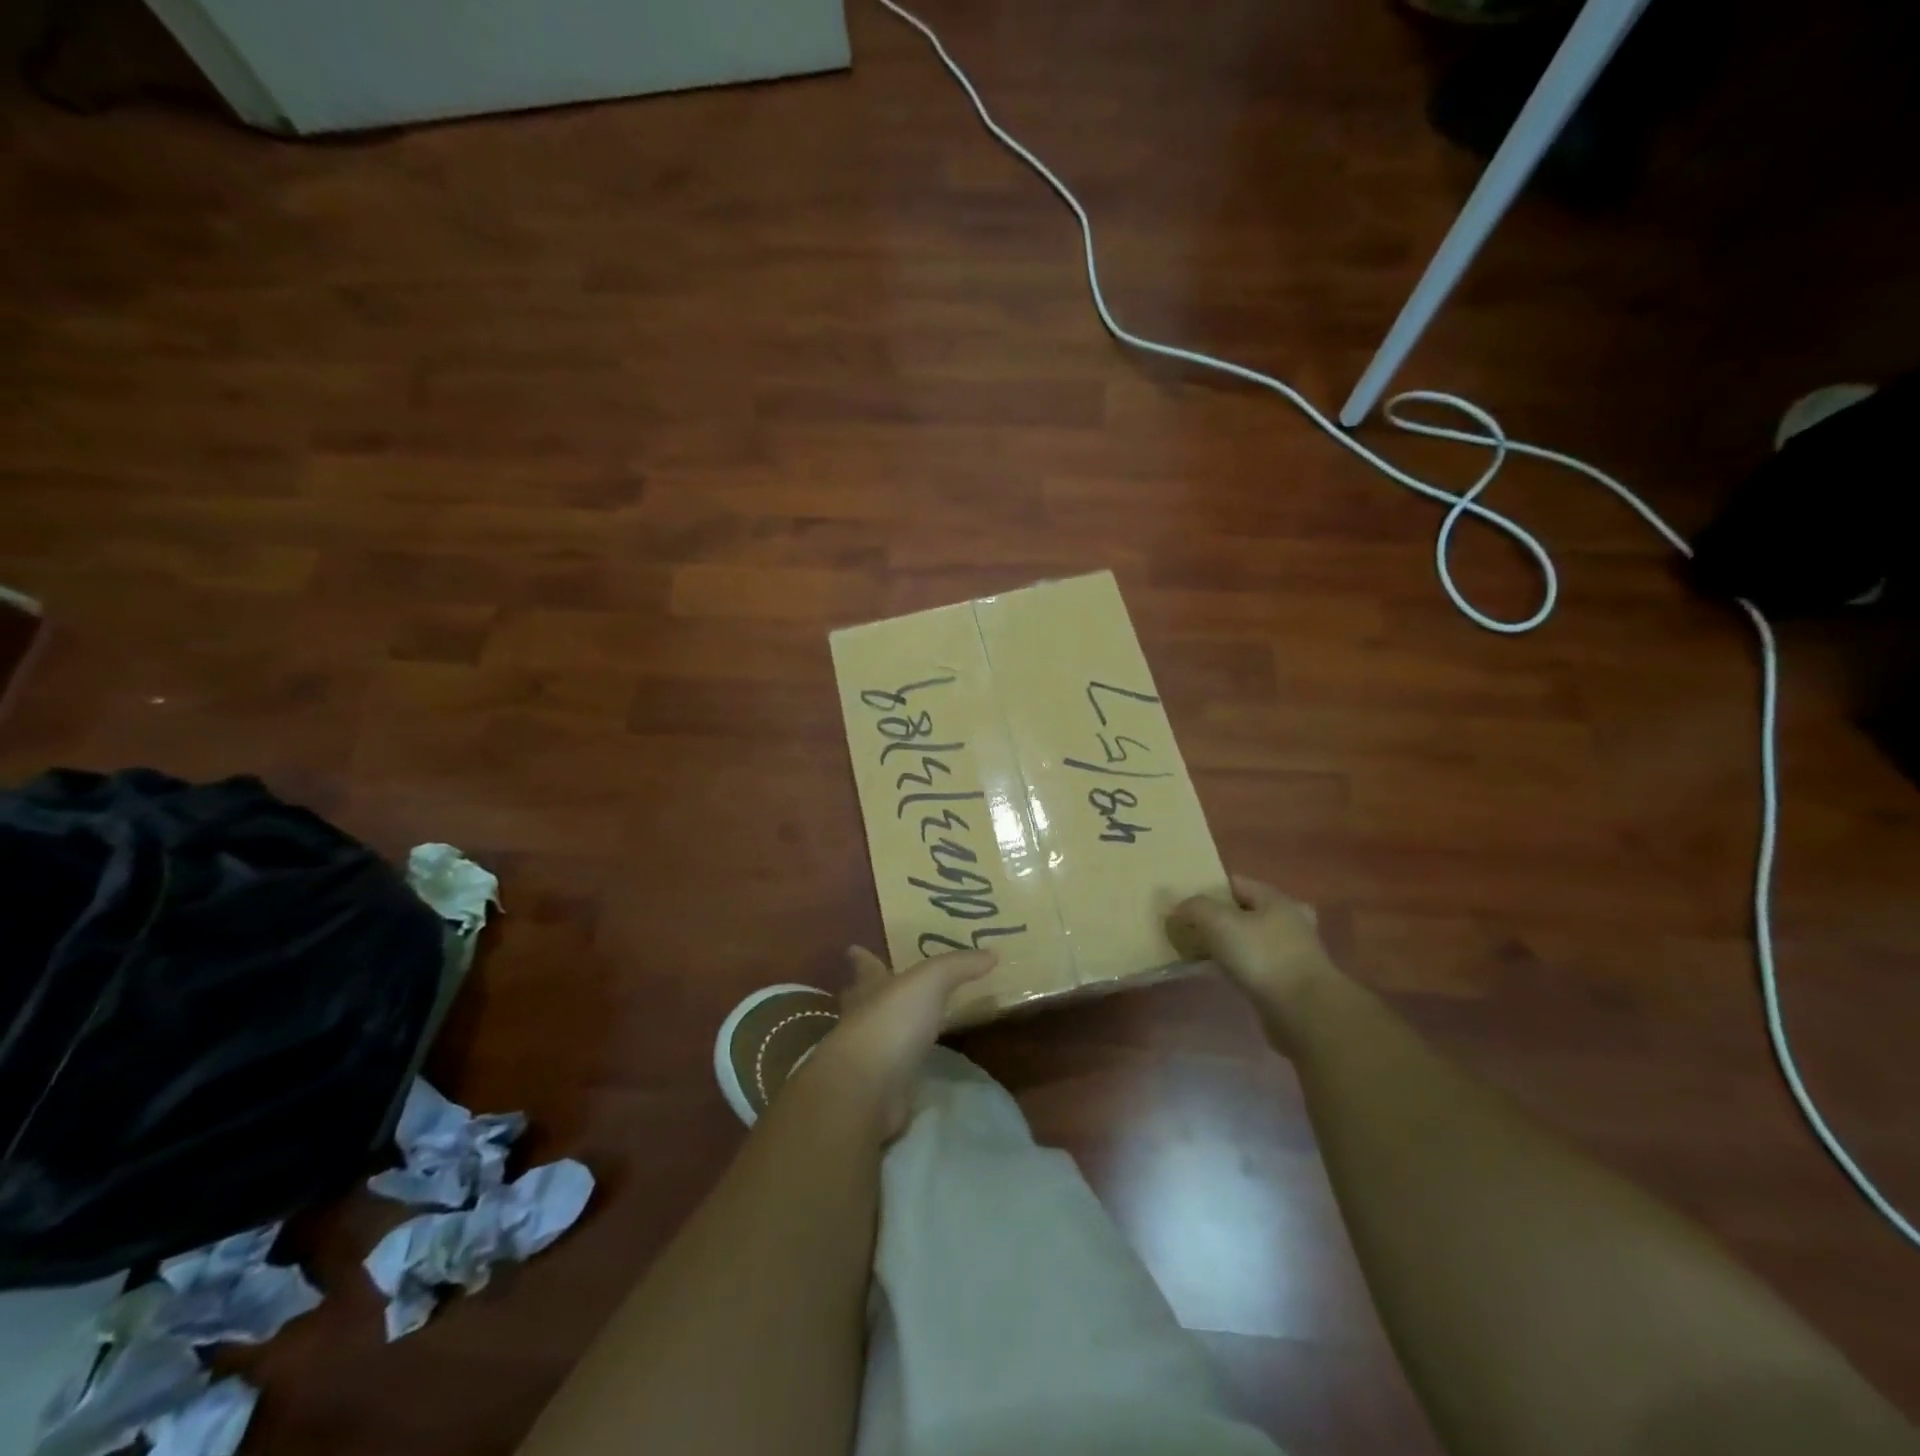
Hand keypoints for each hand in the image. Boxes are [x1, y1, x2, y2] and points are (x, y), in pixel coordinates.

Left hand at [805, 946, 994, 1140]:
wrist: (868, 1087)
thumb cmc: (893, 1021)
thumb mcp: (931, 981)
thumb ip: (958, 966)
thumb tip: (992, 953)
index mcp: (869, 989)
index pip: (865, 968)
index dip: (862, 959)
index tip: (853, 949)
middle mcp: (862, 1020)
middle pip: (860, 1002)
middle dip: (868, 994)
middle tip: (879, 988)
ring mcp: (867, 1058)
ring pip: (876, 1037)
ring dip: (887, 1031)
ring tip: (907, 1027)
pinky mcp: (878, 1090)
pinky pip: (892, 1072)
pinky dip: (901, 1067)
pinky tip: (915, 1067)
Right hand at [1173, 877, 1339, 1033]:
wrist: (1305, 1012)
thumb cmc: (1263, 957)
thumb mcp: (1219, 922)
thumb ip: (1195, 908)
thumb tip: (1179, 908)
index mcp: (1274, 899)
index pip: (1235, 882)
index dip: (1207, 889)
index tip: (1182, 902)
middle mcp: (1287, 920)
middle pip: (1242, 912)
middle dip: (1215, 918)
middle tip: (1187, 928)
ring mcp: (1291, 952)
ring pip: (1248, 940)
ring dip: (1225, 944)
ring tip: (1198, 951)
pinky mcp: (1288, 981)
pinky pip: (1254, 965)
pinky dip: (1235, 966)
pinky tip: (1218, 974)